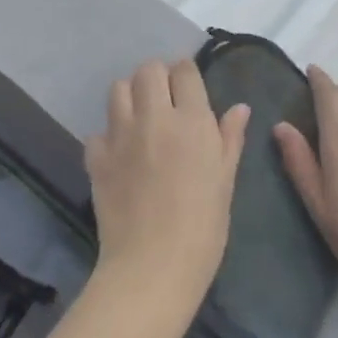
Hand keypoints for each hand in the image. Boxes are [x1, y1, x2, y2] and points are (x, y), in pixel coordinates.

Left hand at [86, 59, 248, 313]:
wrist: (152, 268)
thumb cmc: (202, 227)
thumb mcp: (226, 180)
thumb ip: (230, 138)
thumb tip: (240, 108)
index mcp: (192, 120)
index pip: (184, 70)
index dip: (186, 74)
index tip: (189, 88)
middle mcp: (154, 117)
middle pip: (148, 70)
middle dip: (157, 76)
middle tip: (165, 99)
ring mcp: (121, 135)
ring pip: (118, 89)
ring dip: (130, 95)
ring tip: (140, 117)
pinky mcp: (97, 158)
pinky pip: (97, 132)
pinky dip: (107, 137)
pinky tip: (118, 154)